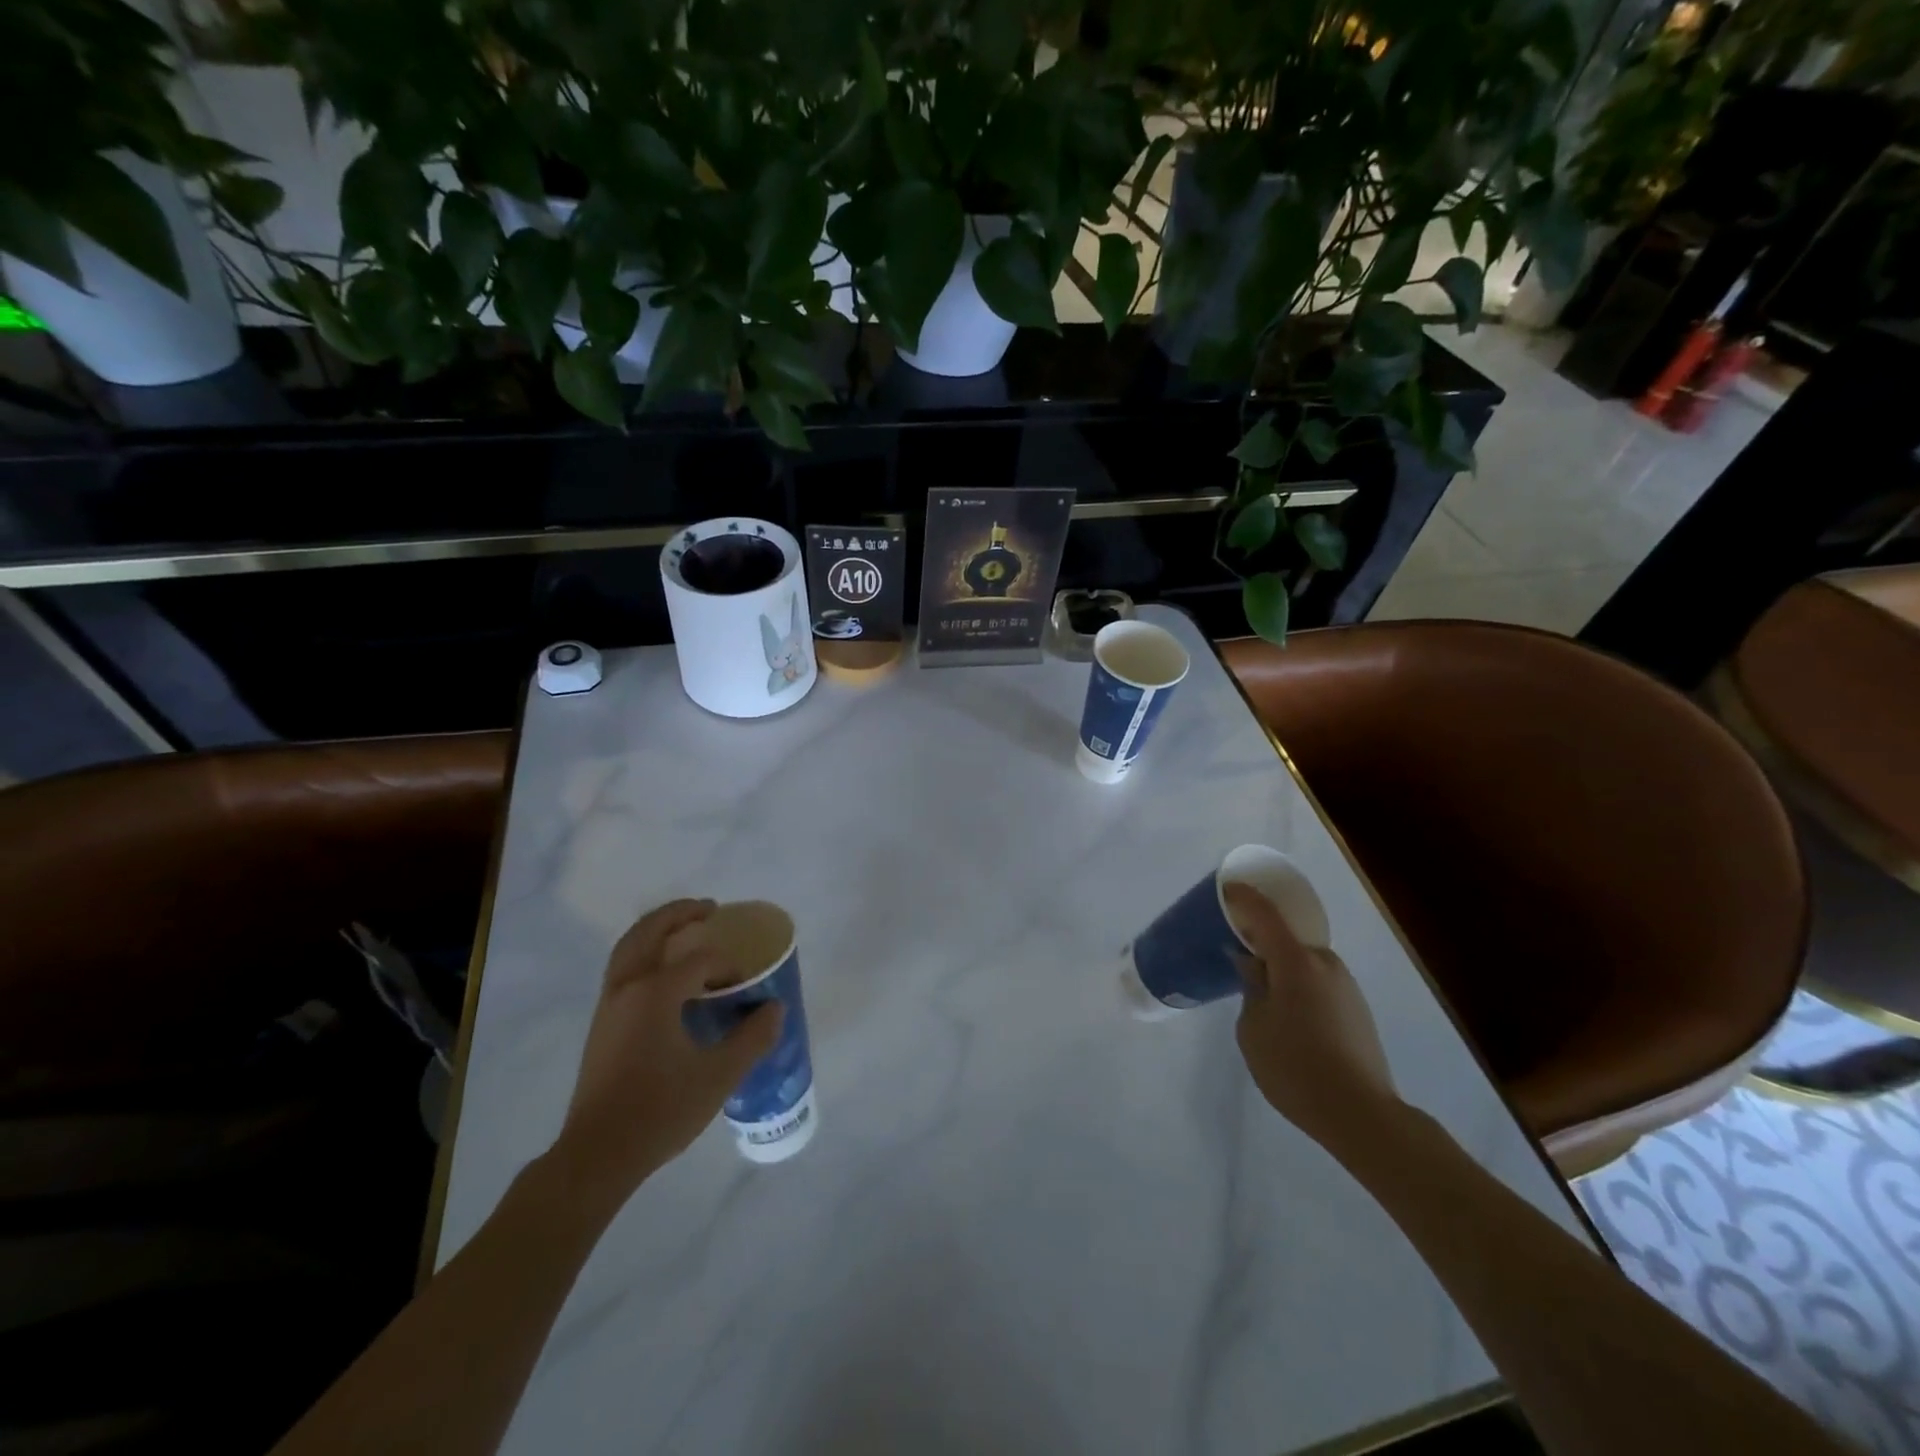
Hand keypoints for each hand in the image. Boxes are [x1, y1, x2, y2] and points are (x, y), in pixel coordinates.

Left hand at [550, 899, 781, 1217]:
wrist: (597, 1155)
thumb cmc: (660, 1110)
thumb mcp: (719, 1075)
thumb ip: (752, 1037)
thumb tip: (774, 1009)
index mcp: (656, 992)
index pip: (700, 959)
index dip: (728, 964)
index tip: (746, 982)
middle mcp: (628, 987)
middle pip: (650, 932)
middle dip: (680, 914)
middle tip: (709, 908)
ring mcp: (608, 1005)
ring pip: (629, 947)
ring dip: (656, 929)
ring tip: (684, 928)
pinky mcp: (601, 1024)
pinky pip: (623, 968)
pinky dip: (644, 952)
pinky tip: (664, 974)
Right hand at [1227, 882, 1399, 1153]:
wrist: (1361, 1114)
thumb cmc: (1295, 1067)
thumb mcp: (1253, 1027)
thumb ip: (1250, 987)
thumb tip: (1252, 964)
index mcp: (1296, 961)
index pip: (1264, 913)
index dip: (1243, 898)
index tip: (1224, 891)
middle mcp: (1325, 964)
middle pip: (1287, 937)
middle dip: (1261, 939)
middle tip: (1236, 950)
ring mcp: (1346, 986)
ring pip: (1303, 962)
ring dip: (1281, 966)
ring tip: (1258, 988)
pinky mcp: (1356, 1009)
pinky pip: (1317, 982)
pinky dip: (1297, 984)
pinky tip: (1286, 1013)